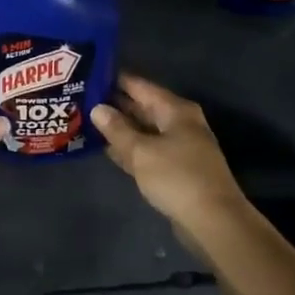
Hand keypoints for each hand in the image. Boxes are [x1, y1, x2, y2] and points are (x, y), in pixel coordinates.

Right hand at [92, 74, 248, 230]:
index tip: (89, 74)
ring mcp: (179, 147)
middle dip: (115, 104)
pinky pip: (148, 150)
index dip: (115, 80)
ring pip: (144, 130)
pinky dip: (130, 148)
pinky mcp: (175, 169)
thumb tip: (97, 108)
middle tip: (82, 99)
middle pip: (142, 107)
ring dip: (120, 128)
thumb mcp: (141, 151)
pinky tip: (107, 149)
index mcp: (175, 110)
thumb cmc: (176, 177)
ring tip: (87, 121)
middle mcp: (179, 123)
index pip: (140, 86)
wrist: (213, 220)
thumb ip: (117, 129)